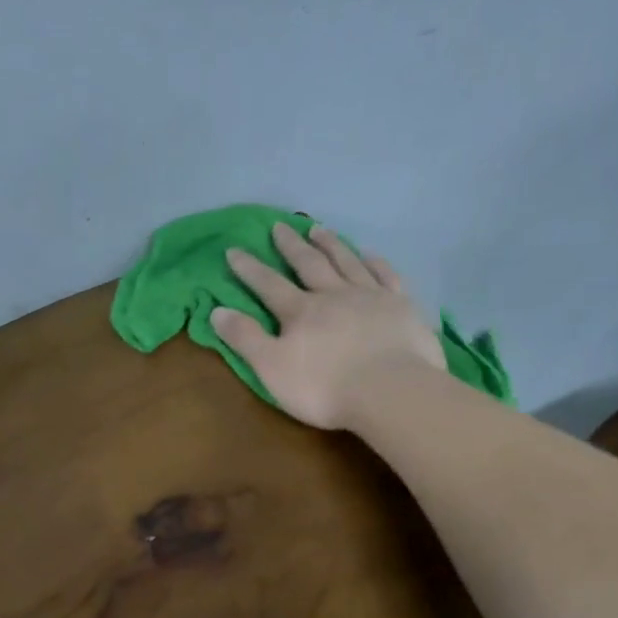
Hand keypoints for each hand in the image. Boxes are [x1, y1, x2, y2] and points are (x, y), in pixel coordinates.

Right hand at [211, 222, 443, 429]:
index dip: (249, 269)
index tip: (234, 250)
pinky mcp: (401, 306)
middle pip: (309, 264)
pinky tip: (369, 254)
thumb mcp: (272, 368)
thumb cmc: (324, 387)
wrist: (390, 391)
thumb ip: (245, 339)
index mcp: (301, 312)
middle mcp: (333, 295)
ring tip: (319, 229)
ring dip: (331, 245)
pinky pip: (386, 275)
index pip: (268, 285)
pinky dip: (375, 262)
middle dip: (291, 246)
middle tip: (280, 226)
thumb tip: (217, 311)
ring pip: (346, 262)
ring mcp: (370, 297)